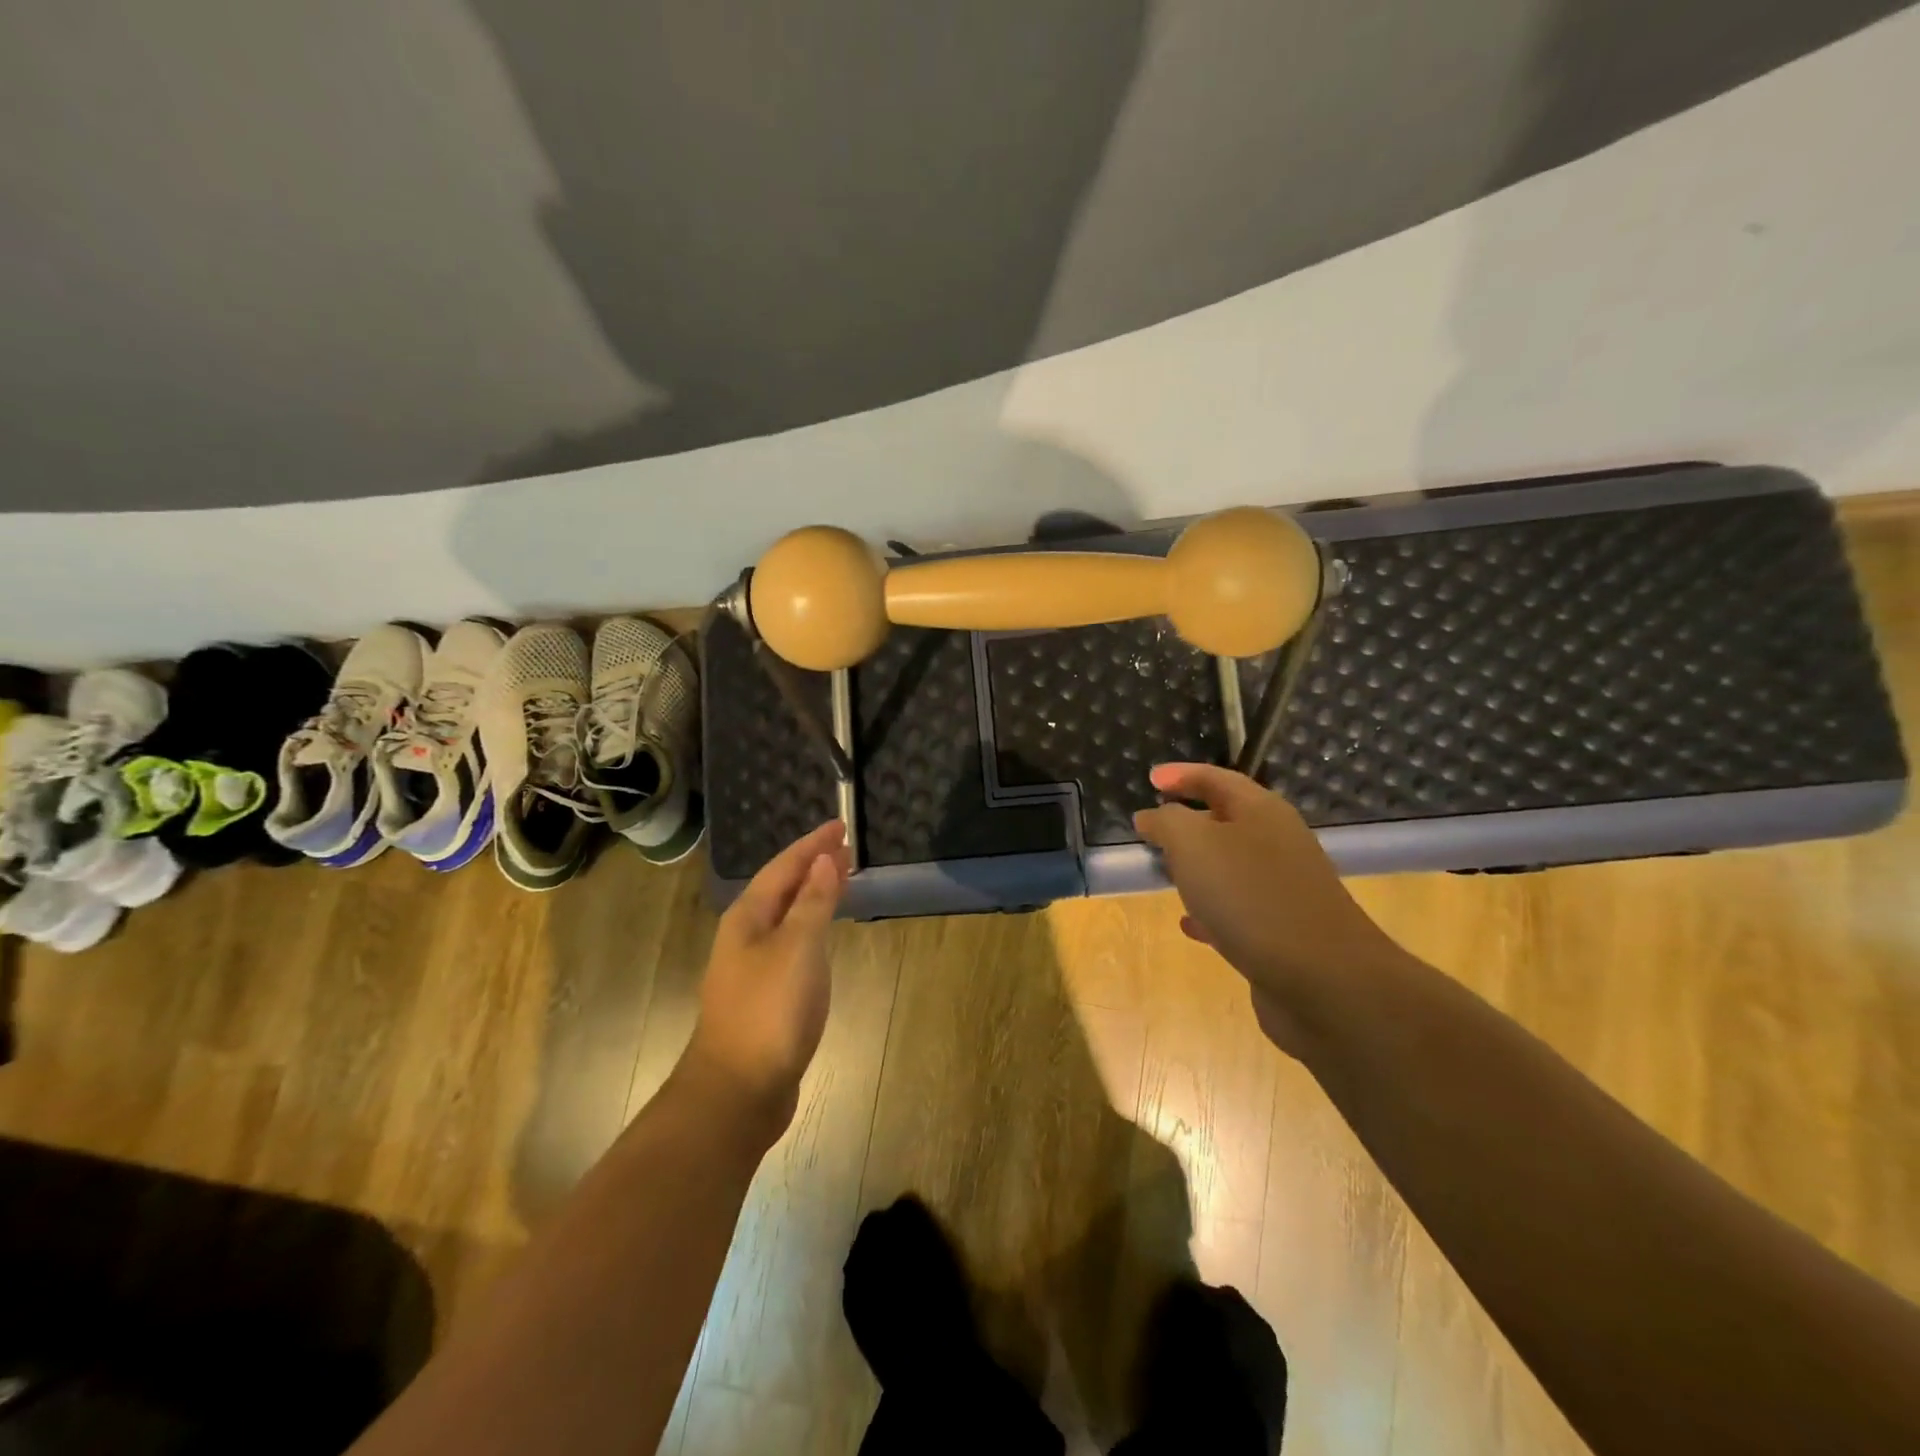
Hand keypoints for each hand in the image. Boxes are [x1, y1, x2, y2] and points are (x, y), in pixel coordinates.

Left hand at [686, 820, 849, 1129]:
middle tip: (846, 849)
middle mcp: (746, 936)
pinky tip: (823, 933)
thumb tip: (824, 861)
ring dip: (813, 894)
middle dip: (813, 866)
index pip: (784, 867)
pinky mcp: (765, 994)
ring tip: (840, 879)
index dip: (812, 845)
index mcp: (747, 918)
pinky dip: (811, 925)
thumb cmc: (769, 1011)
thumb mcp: (798, 948)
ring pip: (786, 916)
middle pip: (782, 888)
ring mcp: (753, 967)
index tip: (839, 826)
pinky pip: (792, 942)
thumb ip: (813, 903)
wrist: (738, 1090)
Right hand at [1133, 763, 1406, 1054]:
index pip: (1217, 778)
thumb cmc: (1251, 897)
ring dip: (1197, 867)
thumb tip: (1151, 816)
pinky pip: (1238, 909)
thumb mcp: (1193, 844)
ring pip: (1231, 866)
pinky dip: (1211, 910)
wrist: (1323, 979)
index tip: (1150, 779)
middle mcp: (1278, 842)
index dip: (1182, 774)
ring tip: (1164, 874)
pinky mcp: (1285, 930)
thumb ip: (1167, 822)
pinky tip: (1189, 926)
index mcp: (1261, 811)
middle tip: (1152, 828)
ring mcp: (1285, 888)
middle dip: (1188, 821)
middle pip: (1227, 819)